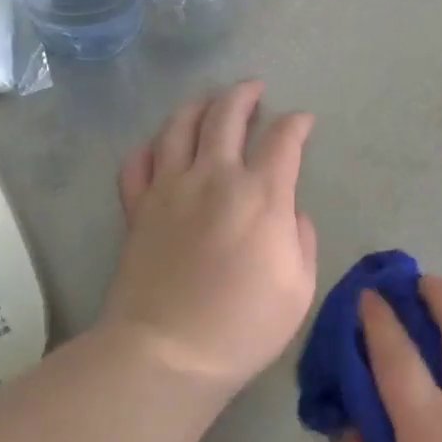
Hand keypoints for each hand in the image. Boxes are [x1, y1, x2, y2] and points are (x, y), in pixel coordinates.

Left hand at [104, 81, 317, 393]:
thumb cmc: (244, 325)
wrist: (169, 352)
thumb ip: (302, 239)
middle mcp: (214, 177)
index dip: (297, 123)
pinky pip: (138, 162)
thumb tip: (290, 213)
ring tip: (210, 102)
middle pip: (227, 114)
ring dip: (199, 105)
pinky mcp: (138, 208)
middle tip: (254, 89)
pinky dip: (151, 147)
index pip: (283, 138)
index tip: (303, 121)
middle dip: (244, 94)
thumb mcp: (300, 287)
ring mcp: (169, 189)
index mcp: (261, 195)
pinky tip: (161, 147)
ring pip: (179, 125)